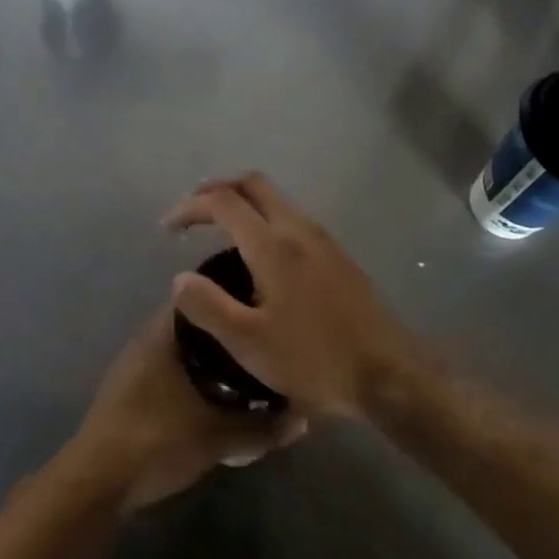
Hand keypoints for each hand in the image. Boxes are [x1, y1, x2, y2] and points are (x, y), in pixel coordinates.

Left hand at [66, 308, 306, 514]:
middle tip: (263, 340)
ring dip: (211, 357)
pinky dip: (195, 375)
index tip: (264, 304)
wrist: (98, 481)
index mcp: (163, 332)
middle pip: (195, 324)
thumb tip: (302, 418)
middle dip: (228, 332)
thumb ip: (262, 427)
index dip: (233, 297)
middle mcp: (147, 338)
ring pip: (183, 349)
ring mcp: (135, 364)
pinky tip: (217, 395)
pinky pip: (171, 369)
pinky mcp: (131, 390)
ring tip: (248, 367)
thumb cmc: (157, 440)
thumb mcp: (218, 436)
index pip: (202, 296)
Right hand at [164, 174, 420, 417]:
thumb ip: (208, 306)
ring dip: (243, 202)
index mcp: (273, 245)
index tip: (168, 227)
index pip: (223, 202)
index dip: (190, 207)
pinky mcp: (338, 255)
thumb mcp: (249, 343)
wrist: (389, 374)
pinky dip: (264, 218)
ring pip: (276, 199)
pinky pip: (291, 218)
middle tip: (192, 211)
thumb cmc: (314, 359)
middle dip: (217, 189)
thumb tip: (180, 278)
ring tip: (219, 229)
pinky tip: (259, 254)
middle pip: (253, 184)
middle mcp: (298, 229)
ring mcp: (323, 239)